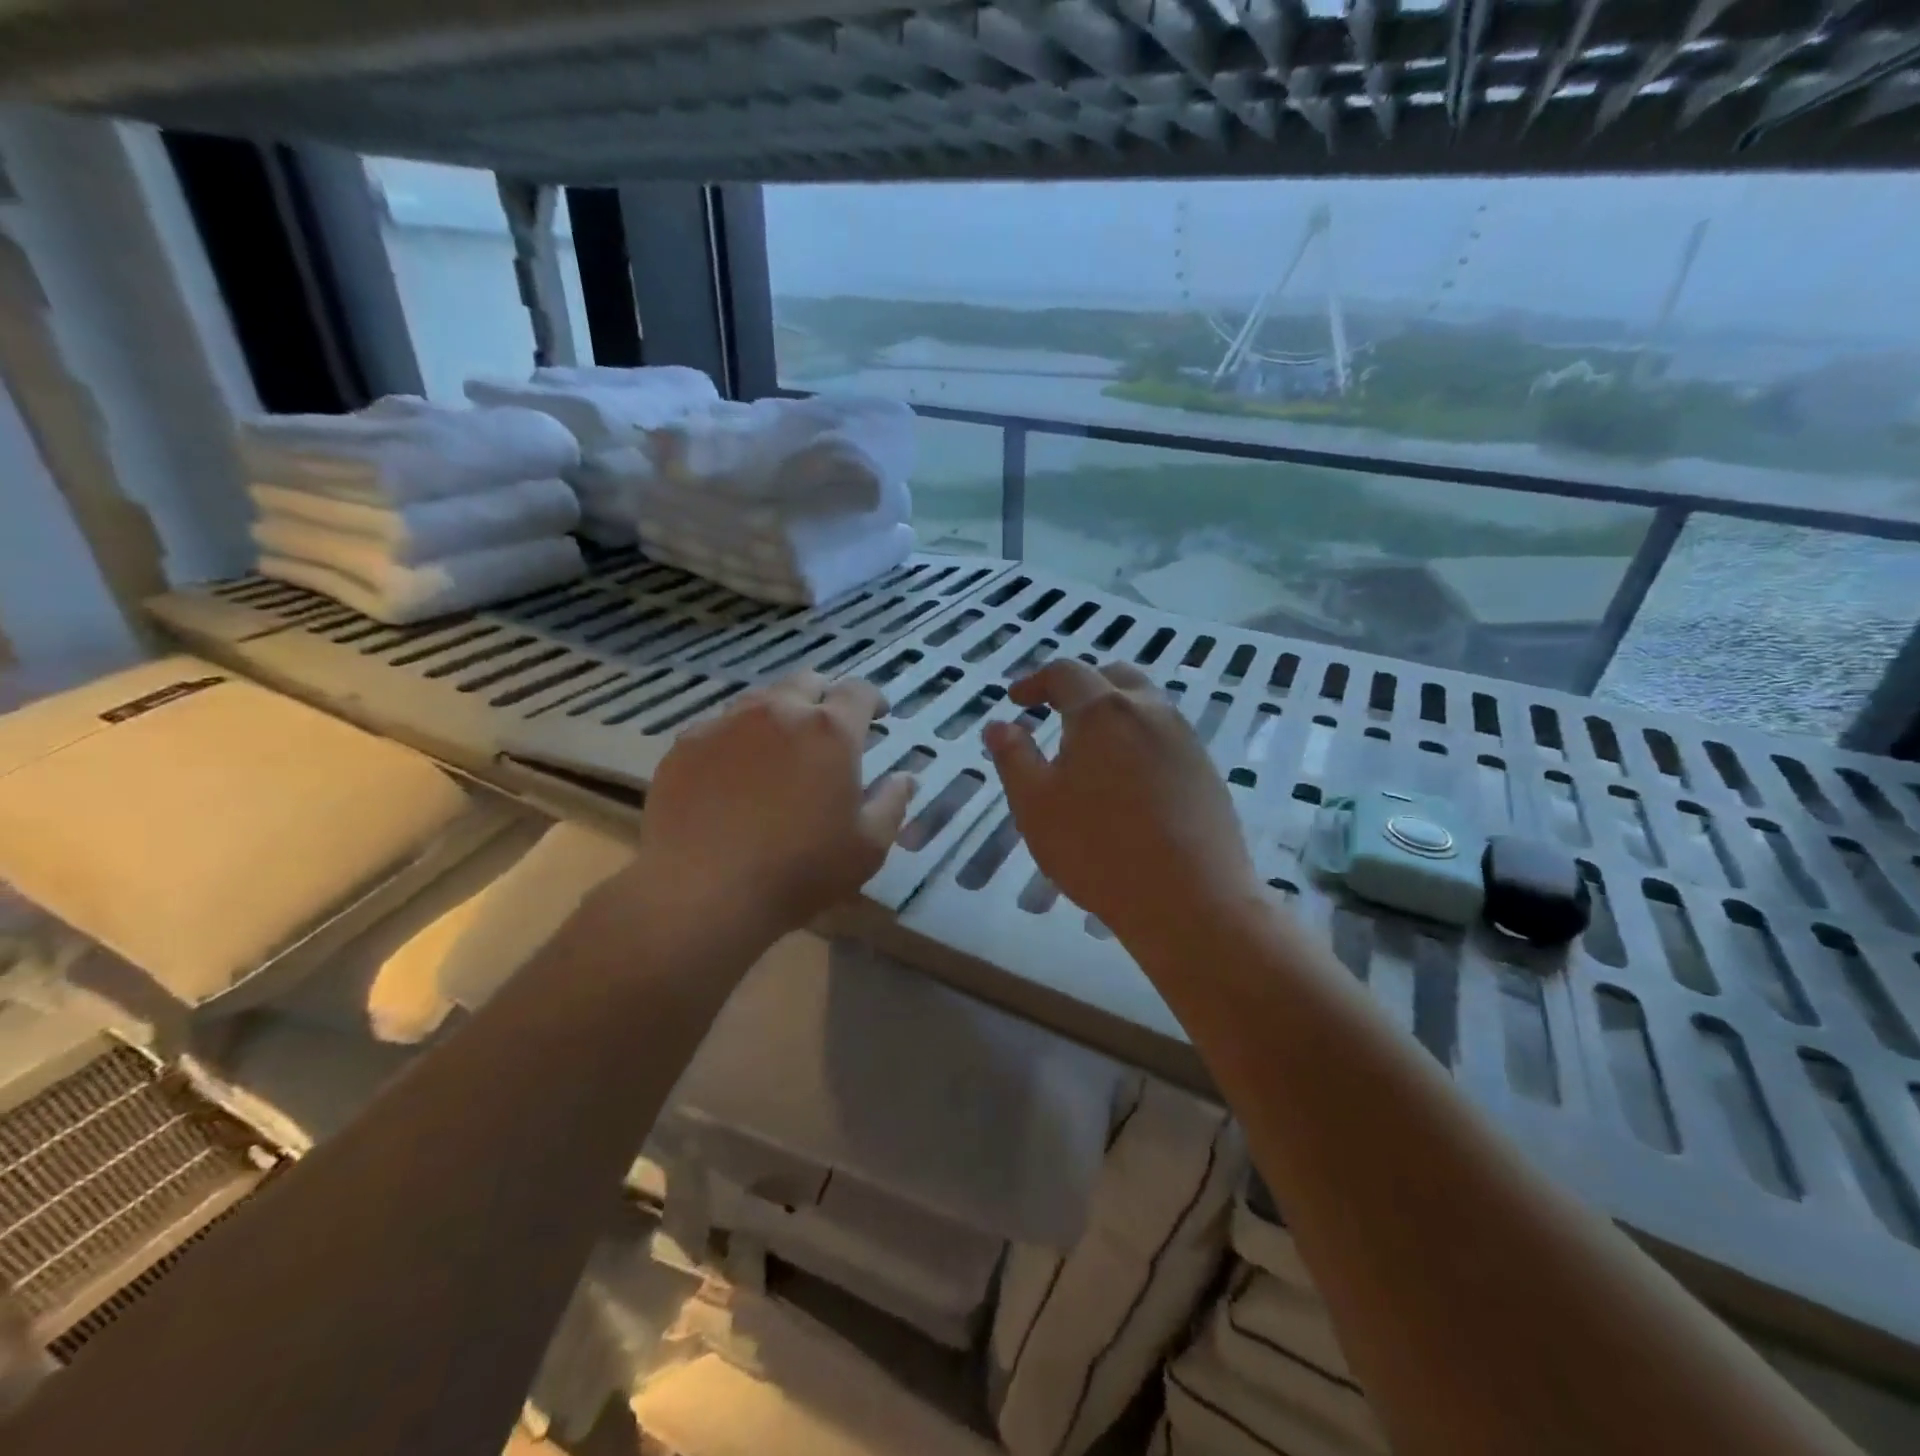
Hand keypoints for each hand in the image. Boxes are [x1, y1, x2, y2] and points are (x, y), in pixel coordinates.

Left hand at [628, 671, 913, 935]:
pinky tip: (735, 772)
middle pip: (807, 682)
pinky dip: (738, 739)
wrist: (702, 892)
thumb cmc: (799, 870)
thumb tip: (905, 778)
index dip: (872, 699)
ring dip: (779, 714)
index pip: (858, 692)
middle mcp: (778, 712)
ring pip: (760, 701)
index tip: (878, 715)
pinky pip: (720, 727)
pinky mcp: (686, 745)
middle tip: (829, 727)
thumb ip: (891, 804)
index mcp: (830, 731)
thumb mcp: (867, 847)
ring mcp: (726, 724)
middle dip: (824, 697)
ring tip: (781, 747)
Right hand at [983, 660, 1259, 948]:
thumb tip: (999, 724)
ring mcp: (1185, 739)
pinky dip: (1138, 738)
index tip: (1016, 701)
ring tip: (1090, 747)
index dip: (1035, 681)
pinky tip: (1127, 779)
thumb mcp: (1035, 805)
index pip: (1066, 673)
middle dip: (1079, 686)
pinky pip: (1165, 735)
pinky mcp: (1206, 770)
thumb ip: (1014, 757)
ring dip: (1112, 711)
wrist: (1191, 900)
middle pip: (1112, 677)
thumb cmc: (1098, 849)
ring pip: (1145, 704)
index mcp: (1103, 711)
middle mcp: (1150, 711)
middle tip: (1054, 712)